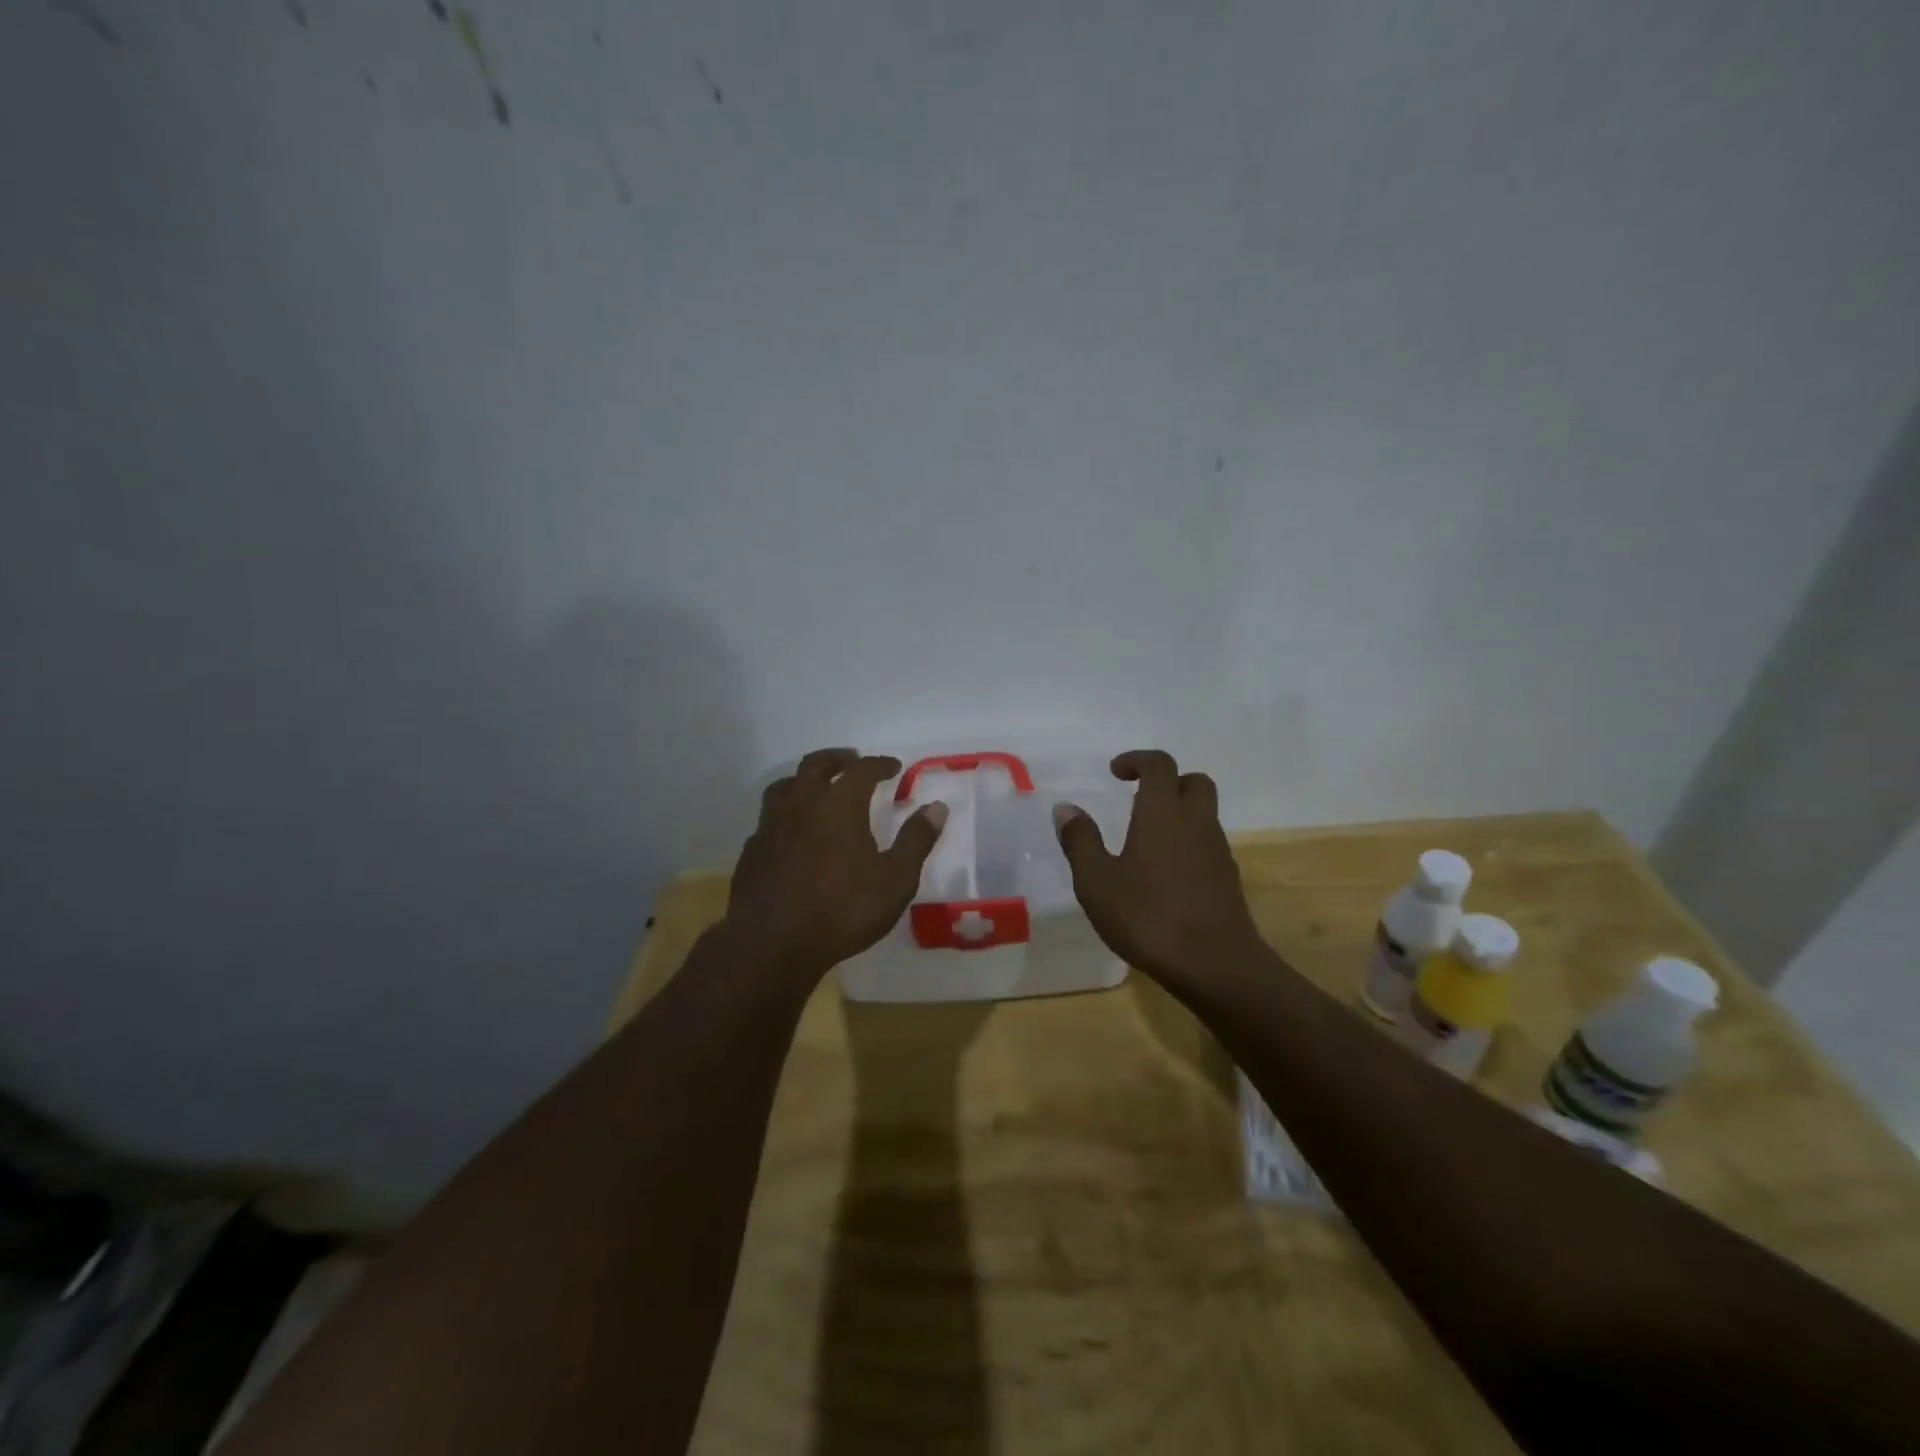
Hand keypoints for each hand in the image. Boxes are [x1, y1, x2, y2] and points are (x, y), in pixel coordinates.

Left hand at [722, 749, 947, 979]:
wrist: (772, 944)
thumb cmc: (843, 910)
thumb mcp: (895, 880)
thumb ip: (916, 840)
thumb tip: (936, 807)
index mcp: (839, 805)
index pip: (861, 770)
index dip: (879, 764)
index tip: (893, 766)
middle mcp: (802, 805)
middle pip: (816, 765)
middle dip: (837, 759)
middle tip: (852, 761)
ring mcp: (771, 826)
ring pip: (785, 785)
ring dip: (805, 779)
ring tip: (818, 787)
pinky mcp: (752, 850)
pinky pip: (769, 818)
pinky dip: (786, 812)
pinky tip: (792, 830)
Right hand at [1054, 750, 1264, 981]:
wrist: (1216, 966)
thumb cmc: (1149, 917)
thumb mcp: (1097, 882)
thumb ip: (1080, 841)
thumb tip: (1065, 808)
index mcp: (1162, 813)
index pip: (1159, 765)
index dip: (1137, 760)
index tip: (1115, 772)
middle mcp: (1196, 822)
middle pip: (1193, 781)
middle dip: (1167, 781)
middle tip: (1138, 797)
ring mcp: (1218, 850)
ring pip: (1204, 813)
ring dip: (1179, 812)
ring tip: (1146, 839)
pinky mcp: (1228, 878)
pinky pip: (1208, 843)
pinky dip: (1188, 842)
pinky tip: (1166, 873)